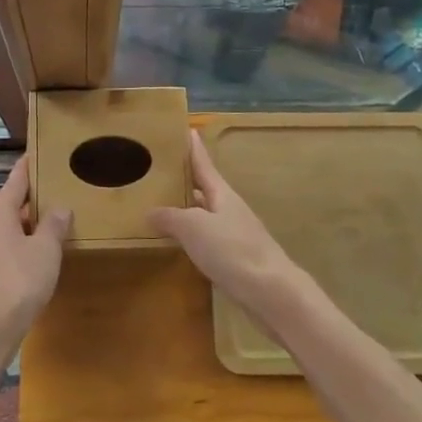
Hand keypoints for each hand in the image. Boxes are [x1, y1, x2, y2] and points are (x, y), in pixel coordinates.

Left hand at [0, 159, 70, 345]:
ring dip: (34, 222)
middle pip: (14, 203)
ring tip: (60, 217)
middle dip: (35, 195)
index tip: (40, 151)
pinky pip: (14, 248)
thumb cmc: (18, 281)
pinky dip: (30, 244)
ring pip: (14, 228)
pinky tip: (46, 253)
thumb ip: (54, 226)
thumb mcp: (45, 250)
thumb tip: (60, 207)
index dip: (29, 165)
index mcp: (1, 214)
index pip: (16, 180)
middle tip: (61, 184)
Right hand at [151, 132, 306, 320]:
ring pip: (203, 213)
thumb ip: (170, 217)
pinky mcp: (234, 258)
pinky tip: (177, 241)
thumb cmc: (232, 250)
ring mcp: (233, 233)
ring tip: (159, 203)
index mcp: (221, 193)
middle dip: (184, 177)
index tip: (185, 128)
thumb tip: (149, 211)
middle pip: (203, 187)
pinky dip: (190, 234)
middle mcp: (228, 208)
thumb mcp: (193, 228)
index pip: (203, 163)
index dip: (193, 147)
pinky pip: (206, 237)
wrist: (271, 293)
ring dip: (185, 207)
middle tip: (158, 168)